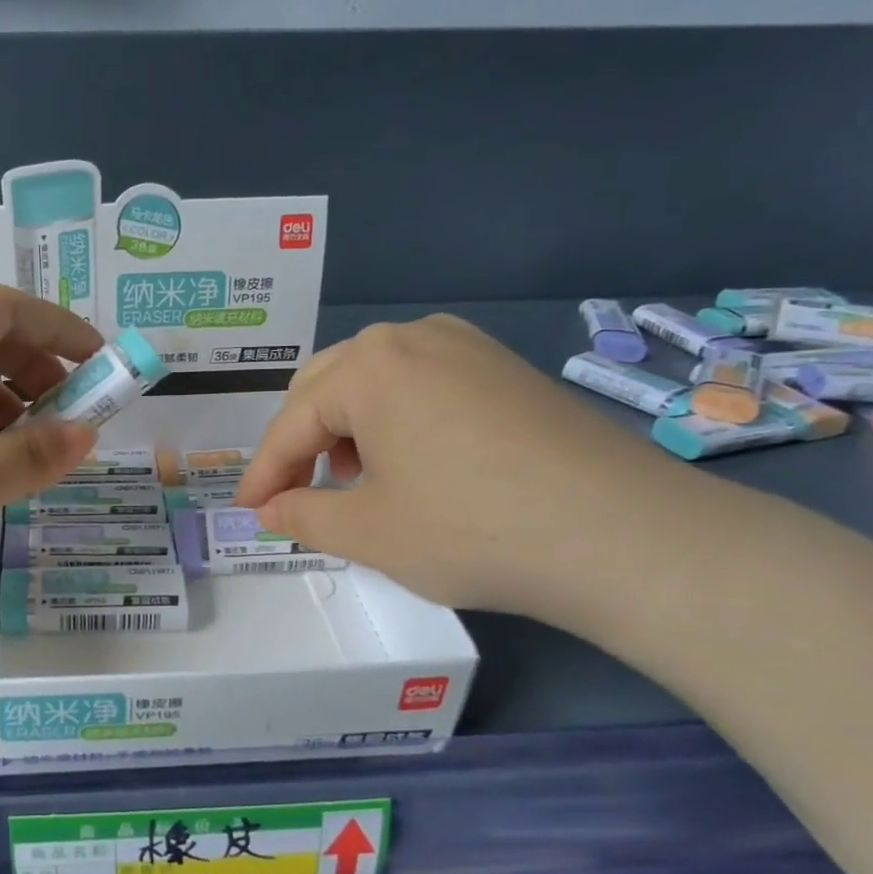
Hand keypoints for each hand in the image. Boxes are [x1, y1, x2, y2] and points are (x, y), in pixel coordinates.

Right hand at [234, 315, 694, 624]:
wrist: (624, 535)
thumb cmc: (472, 529)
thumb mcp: (369, 532)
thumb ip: (303, 515)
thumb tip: (270, 509)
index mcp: (368, 366)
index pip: (292, 422)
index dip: (264, 472)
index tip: (248, 511)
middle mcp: (412, 338)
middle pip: (328, 386)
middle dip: (302, 441)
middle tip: (296, 493)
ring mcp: (467, 346)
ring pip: (376, 380)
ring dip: (347, 427)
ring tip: (356, 480)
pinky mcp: (505, 367)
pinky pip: (423, 384)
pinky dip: (396, 420)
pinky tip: (413, 463)